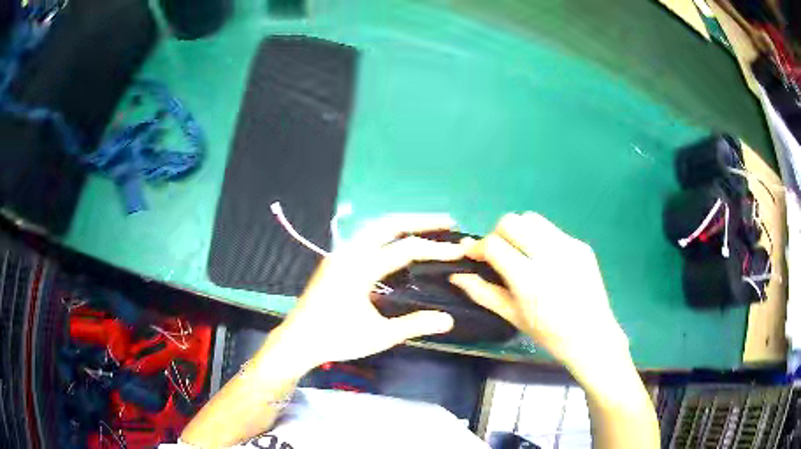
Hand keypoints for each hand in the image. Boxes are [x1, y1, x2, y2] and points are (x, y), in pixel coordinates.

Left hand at [269, 214, 464, 370]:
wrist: (297, 341)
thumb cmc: (337, 339)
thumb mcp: (379, 336)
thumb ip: (414, 325)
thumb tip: (448, 319)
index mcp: (360, 268)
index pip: (406, 249)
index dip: (435, 249)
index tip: (458, 250)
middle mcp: (349, 253)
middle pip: (388, 224)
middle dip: (419, 220)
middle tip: (447, 221)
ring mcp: (339, 254)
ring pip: (375, 227)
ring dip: (402, 223)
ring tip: (427, 227)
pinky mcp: (335, 261)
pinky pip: (365, 237)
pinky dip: (387, 233)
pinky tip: (397, 243)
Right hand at [450, 212, 628, 374]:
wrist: (591, 336)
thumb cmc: (549, 334)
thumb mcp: (513, 317)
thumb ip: (482, 293)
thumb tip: (457, 275)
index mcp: (528, 279)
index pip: (494, 245)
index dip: (477, 247)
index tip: (474, 256)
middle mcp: (549, 256)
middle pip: (511, 222)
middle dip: (497, 234)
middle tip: (499, 255)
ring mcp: (568, 247)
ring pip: (532, 219)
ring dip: (519, 231)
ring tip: (521, 253)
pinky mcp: (581, 245)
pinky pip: (552, 230)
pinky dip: (540, 238)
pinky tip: (544, 260)